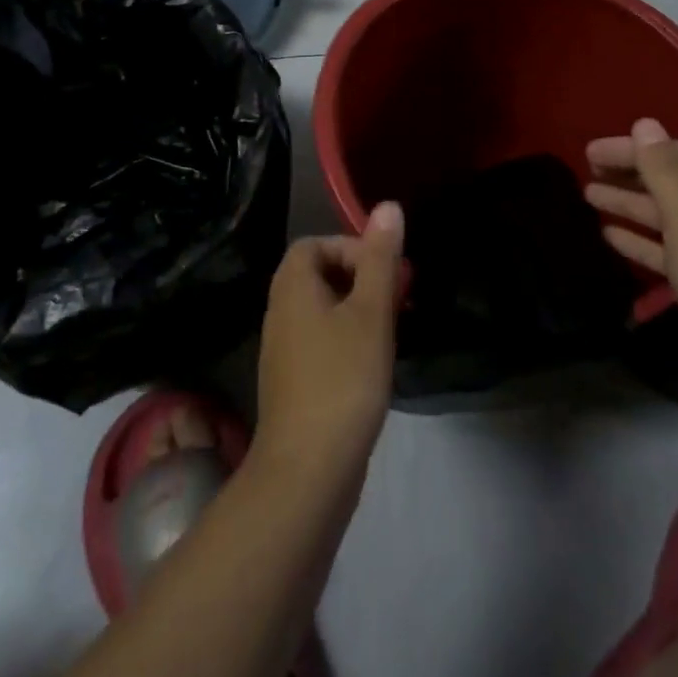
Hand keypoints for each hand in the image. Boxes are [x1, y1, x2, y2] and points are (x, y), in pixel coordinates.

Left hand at [253, 204, 403, 483]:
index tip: (385, 272)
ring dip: (358, 310)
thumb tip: (387, 206)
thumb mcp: (371, 312)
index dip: (351, 248)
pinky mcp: (293, 383)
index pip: (315, 244)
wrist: (308, 469)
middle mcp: (279, 313)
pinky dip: (347, 339)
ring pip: (322, 310)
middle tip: (398, 298)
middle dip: (362, 278)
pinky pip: (321, 342)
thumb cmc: (343, 379)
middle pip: (318, 275)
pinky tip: (373, 363)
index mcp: (292, 288)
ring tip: (392, 329)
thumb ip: (380, 259)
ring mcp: (283, 351)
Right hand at [586, 118, 677, 397]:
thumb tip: (644, 123)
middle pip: (667, 183)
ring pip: (661, 216)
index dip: (632, 148)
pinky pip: (662, 250)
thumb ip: (663, 170)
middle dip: (627, 173)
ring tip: (588, 196)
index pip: (673, 154)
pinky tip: (609, 236)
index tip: (590, 151)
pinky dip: (636, 239)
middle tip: (585, 169)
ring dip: (626, 204)